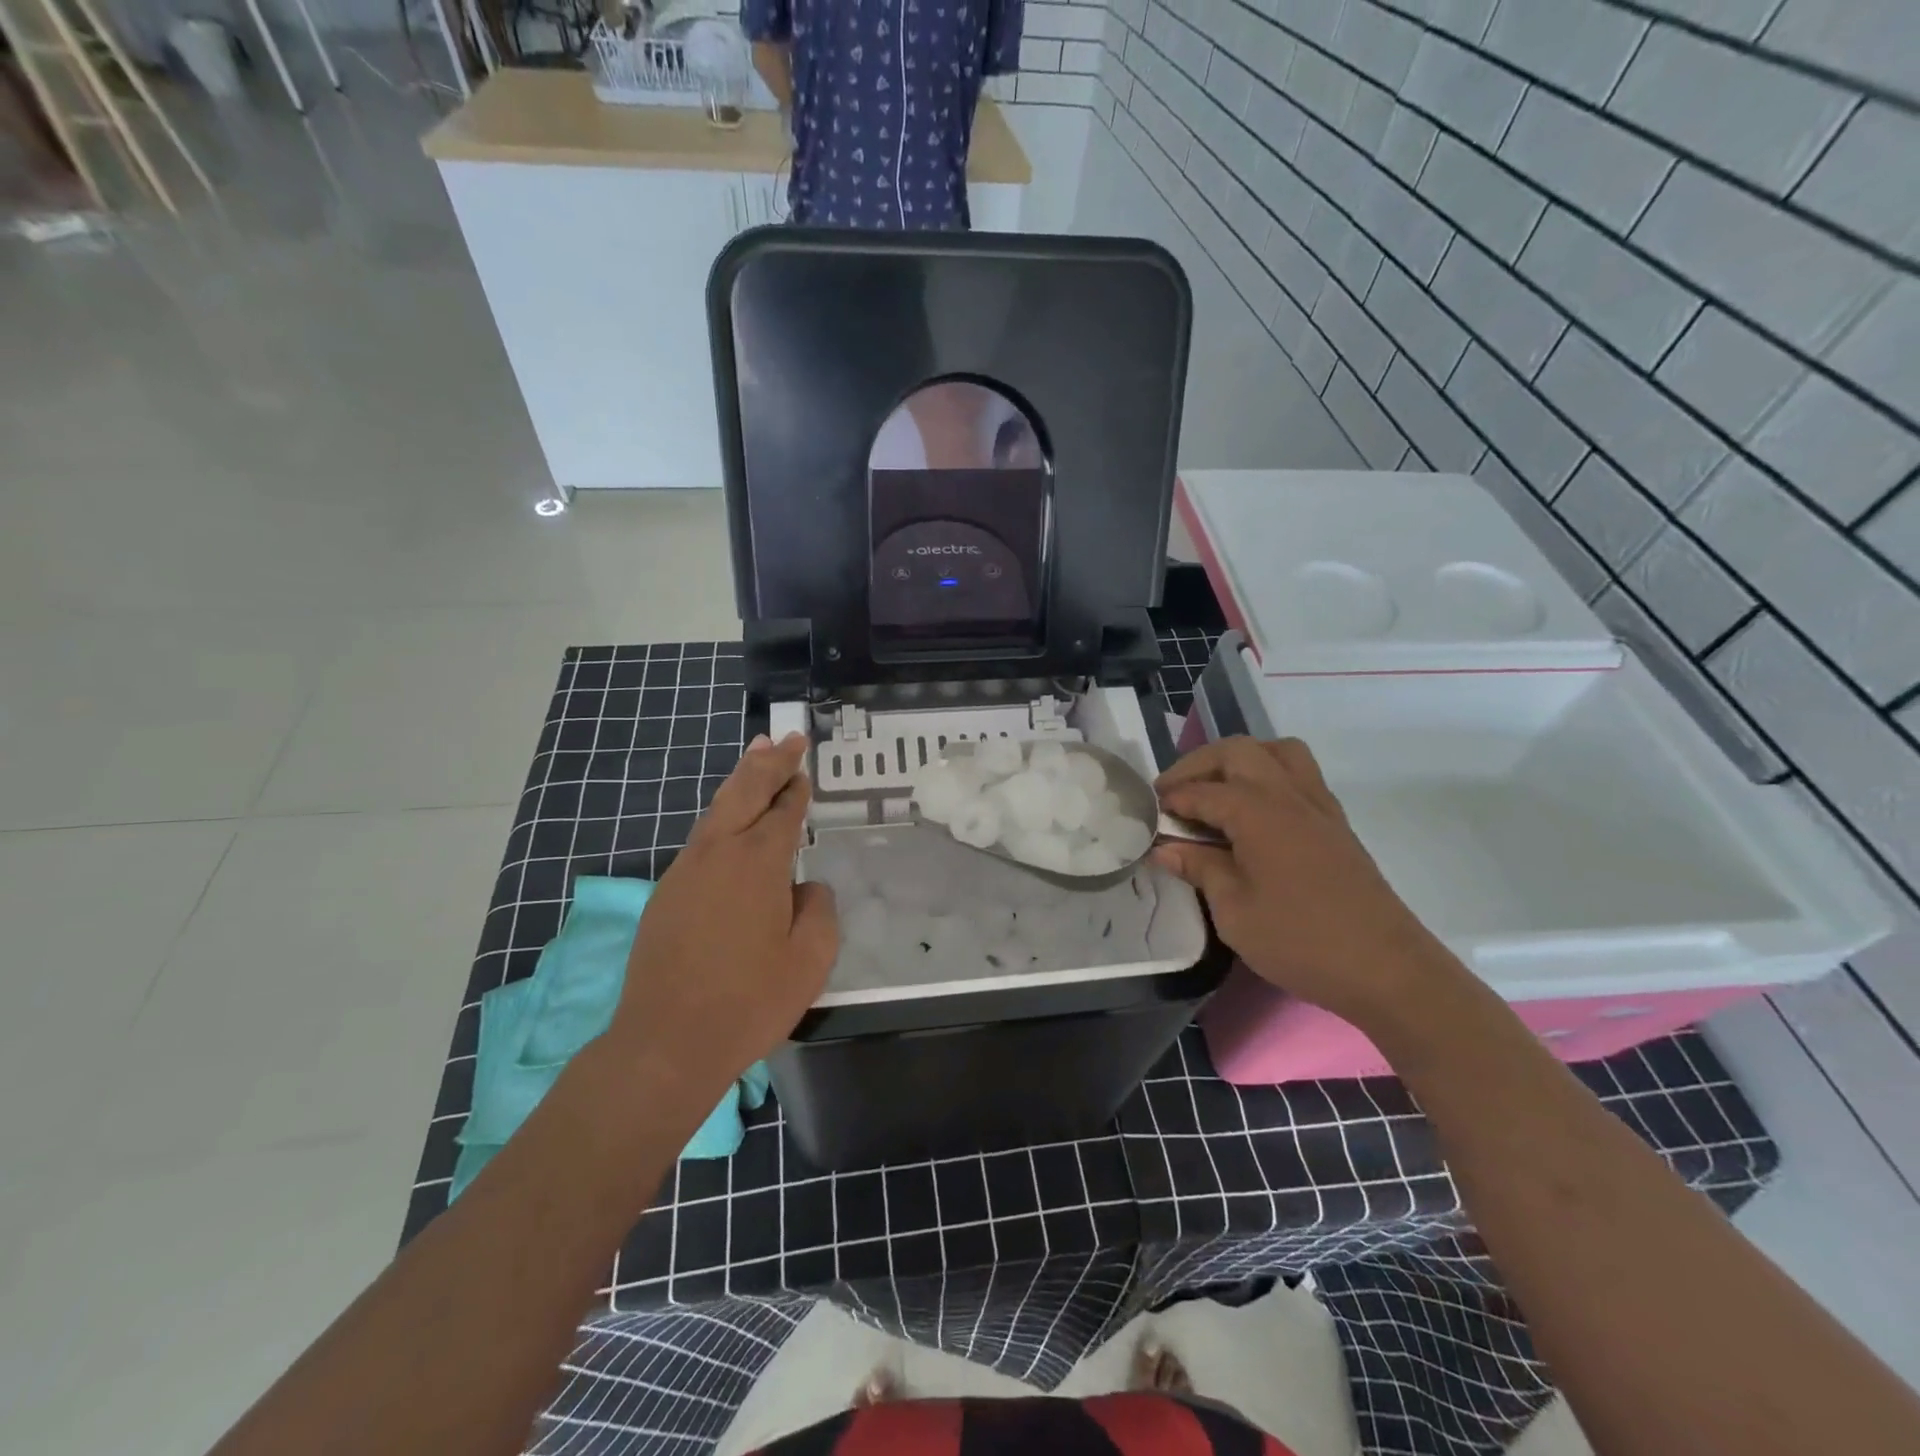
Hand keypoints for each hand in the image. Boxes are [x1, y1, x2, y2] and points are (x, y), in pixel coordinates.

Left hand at [605, 733, 836, 1111]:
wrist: (665, 1043)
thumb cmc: (749, 1001)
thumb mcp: (810, 960)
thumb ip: (819, 912)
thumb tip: (807, 890)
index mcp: (759, 862)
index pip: (783, 811)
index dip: (796, 787)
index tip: (805, 768)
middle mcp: (719, 853)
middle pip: (744, 791)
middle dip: (768, 761)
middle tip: (786, 737)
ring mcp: (686, 871)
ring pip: (716, 810)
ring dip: (740, 781)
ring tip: (755, 756)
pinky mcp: (665, 894)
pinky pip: (701, 838)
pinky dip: (721, 815)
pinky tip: (727, 821)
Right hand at [1154, 737, 1453, 1030]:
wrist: (1386, 968)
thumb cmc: (1300, 939)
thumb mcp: (1234, 910)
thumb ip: (1199, 868)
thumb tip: (1165, 847)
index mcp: (1258, 811)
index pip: (1202, 791)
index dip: (1171, 799)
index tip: (1148, 813)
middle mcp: (1288, 794)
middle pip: (1238, 752)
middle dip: (1199, 765)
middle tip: (1175, 794)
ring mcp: (1318, 806)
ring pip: (1276, 753)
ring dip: (1240, 762)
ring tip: (1216, 792)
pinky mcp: (1336, 824)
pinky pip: (1298, 776)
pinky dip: (1267, 777)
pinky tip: (1253, 815)